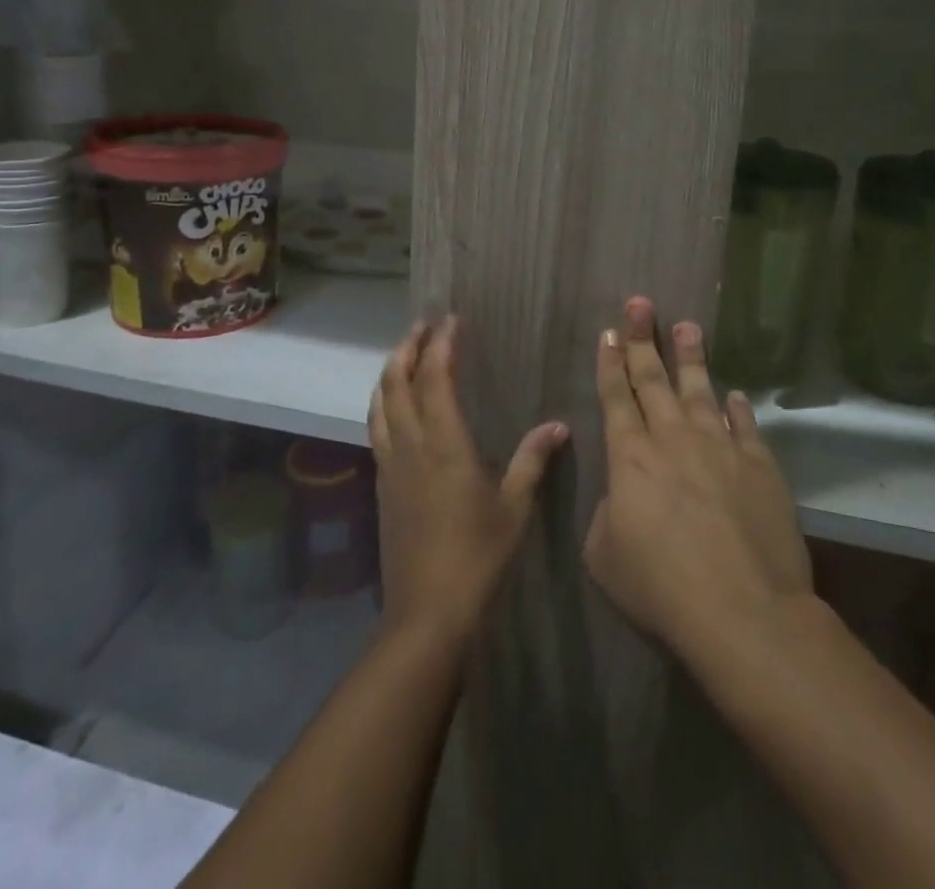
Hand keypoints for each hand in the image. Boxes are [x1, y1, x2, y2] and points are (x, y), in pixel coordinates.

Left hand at [369, 317, 567, 643]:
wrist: (427, 614)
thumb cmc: (477, 558)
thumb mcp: (515, 509)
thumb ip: (533, 461)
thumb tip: (558, 425)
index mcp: (444, 445)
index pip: (434, 378)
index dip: (440, 345)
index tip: (451, 320)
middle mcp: (410, 446)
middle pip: (397, 382)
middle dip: (407, 347)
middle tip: (423, 325)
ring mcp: (389, 465)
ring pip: (379, 403)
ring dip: (389, 371)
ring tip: (403, 353)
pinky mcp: (380, 485)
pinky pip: (376, 428)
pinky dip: (382, 402)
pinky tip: (392, 405)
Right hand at [583, 297, 814, 665]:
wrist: (744, 613)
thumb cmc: (662, 588)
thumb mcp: (606, 557)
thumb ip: (607, 516)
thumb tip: (622, 496)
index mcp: (630, 456)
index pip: (615, 396)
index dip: (611, 362)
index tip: (610, 332)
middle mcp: (673, 439)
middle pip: (653, 379)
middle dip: (643, 339)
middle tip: (640, 303)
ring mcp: (720, 448)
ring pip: (700, 390)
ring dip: (691, 356)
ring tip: (687, 324)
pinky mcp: (760, 467)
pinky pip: (745, 425)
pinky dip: (737, 407)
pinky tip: (735, 393)